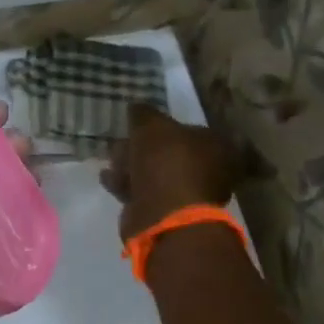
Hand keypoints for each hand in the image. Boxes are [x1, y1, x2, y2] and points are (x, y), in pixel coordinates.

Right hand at [101, 103, 238, 239]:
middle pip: (169, 154)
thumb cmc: (166, 163)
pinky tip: (108, 178)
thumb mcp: (151, 126)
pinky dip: (127, 185)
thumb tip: (137, 108)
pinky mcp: (167, 215)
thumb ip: (143, 114)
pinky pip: (144, 194)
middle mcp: (208, 171)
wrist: (164, 216)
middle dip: (142, 149)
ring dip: (131, 167)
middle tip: (120, 143)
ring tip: (110, 160)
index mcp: (215, 146)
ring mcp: (188, 196)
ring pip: (155, 175)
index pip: (188, 130)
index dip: (162, 127)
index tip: (138, 126)